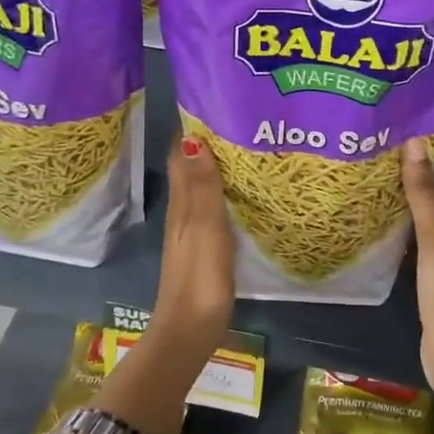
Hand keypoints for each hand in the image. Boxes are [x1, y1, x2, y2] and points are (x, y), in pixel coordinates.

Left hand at [150, 134, 235, 348]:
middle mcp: (183, 211)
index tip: (219, 103)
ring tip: (251, 147)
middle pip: (193, 167)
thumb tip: (193, 137)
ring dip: (220, 167)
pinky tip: (247, 192)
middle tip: (245, 121)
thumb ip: (202, 186)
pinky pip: (214, 208)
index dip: (195, 128)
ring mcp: (193, 230)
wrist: (190, 330)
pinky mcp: (205, 248)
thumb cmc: (199, 276)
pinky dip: (226, 192)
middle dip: (212, 142)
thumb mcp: (204, 227)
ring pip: (204, 187)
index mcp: (182, 202)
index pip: (182, 154)